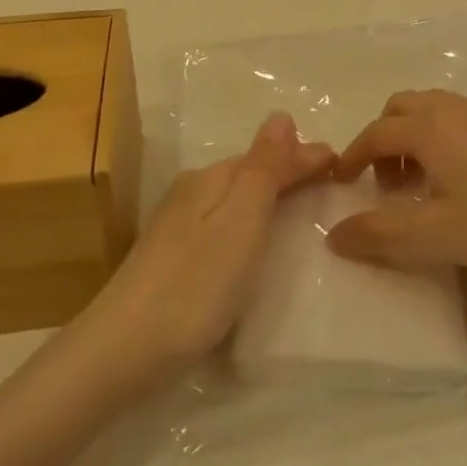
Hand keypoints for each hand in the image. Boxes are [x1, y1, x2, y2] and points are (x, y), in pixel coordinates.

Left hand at [90, 114, 334, 371]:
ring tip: (303, 206)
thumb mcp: (241, 220)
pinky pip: (226, 224)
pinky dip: (251, 222)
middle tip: (330, 179)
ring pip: (236, 198)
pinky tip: (257, 240)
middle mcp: (192, 193)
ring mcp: (179, 227)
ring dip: (270, 195)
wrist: (123, 351)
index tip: (343, 162)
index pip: (268, 155)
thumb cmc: (195, 284)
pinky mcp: (174, 259)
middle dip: (289, 171)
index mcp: (211, 179)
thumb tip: (281, 115)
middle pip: (250, 173)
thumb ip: (264, 168)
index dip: (305, 156)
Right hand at [326, 90, 466, 282]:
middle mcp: (453, 108)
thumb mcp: (433, 237)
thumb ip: (377, 236)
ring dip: (413, 138)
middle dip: (383, 140)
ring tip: (421, 184)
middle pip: (401, 109)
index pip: (376, 133)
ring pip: (431, 110)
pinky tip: (460, 180)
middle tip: (387, 186)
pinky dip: (441, 138)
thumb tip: (334, 235)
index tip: (342, 182)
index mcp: (429, 128)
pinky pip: (458, 117)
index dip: (353, 157)